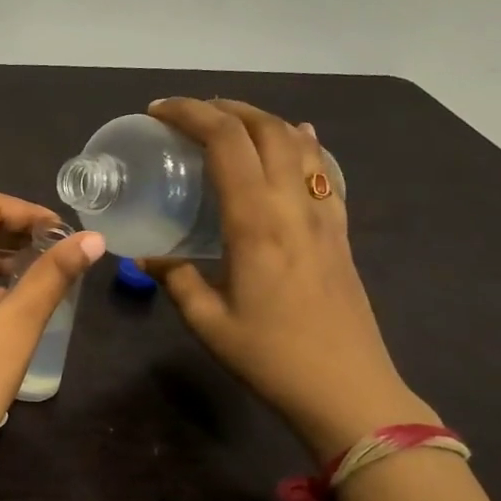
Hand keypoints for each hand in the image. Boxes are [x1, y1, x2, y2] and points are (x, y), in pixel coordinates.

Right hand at [143, 99, 435, 460]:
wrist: (349, 392)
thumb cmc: (271, 358)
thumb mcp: (207, 322)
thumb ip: (176, 278)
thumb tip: (150, 257)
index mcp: (256, 221)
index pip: (225, 141)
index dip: (190, 114)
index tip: (158, 112)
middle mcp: (293, 205)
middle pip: (265, 128)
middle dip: (224, 107)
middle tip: (187, 113)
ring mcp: (324, 215)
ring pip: (298, 143)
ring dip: (261, 119)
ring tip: (229, 121)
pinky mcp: (340, 231)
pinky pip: (324, 170)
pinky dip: (304, 144)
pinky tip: (297, 138)